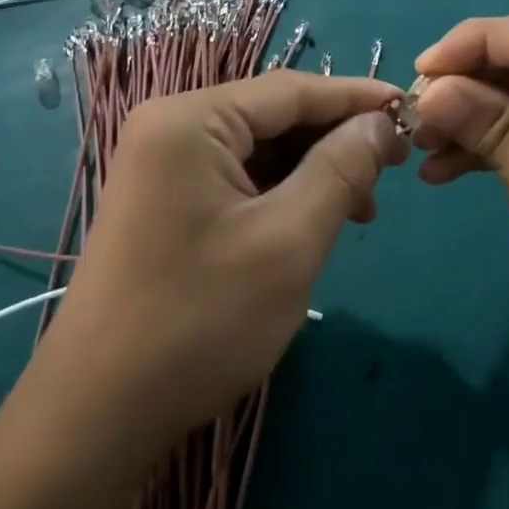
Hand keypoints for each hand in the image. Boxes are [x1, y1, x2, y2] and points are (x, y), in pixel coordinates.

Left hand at [30, 72, 405, 453]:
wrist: (96, 417)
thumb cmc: (198, 322)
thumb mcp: (288, 242)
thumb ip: (340, 170)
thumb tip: (380, 123)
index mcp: (190, 119)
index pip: (291, 91)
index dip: (356, 98)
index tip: (412, 109)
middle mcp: (170, 126)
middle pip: (272, 116)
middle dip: (334, 140)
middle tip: (393, 169)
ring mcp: (162, 164)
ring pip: (257, 149)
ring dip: (312, 170)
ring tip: (361, 208)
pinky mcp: (164, 201)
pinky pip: (235, 177)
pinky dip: (280, 193)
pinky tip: (314, 221)